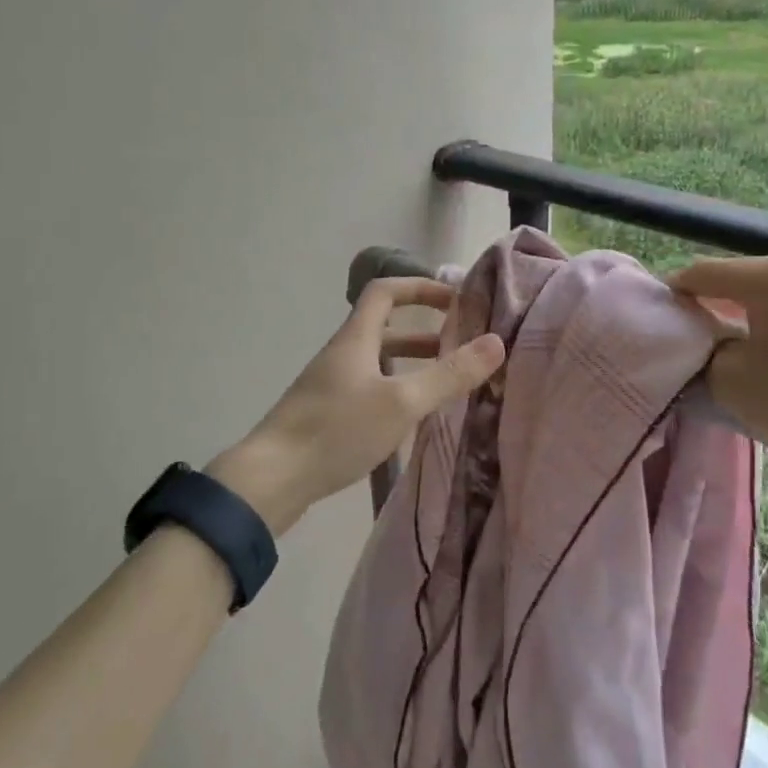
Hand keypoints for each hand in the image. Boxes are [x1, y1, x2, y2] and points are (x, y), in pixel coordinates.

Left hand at [208, 278, 504, 534]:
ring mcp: (330, 386)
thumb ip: (449, 374)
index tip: (455, 300)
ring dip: (411, 364)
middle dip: (424, 332)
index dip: (419, 287)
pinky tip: (412, 420)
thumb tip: (496, 342)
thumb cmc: (337, 430)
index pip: (385, 292)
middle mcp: (341, 355)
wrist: (271, 480)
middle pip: (383, 328)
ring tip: (446, 382)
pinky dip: (395, 392)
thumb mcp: (402, 402)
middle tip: (460, 345)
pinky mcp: (326, 415)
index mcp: (355, 339)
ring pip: (377, 363)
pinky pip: (368, 390)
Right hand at [669, 256, 767, 494]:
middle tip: (705, 338)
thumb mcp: (733, 384)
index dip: (677, 292)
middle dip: (721, 305)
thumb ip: (706, 356)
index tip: (665, 315)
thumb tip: (713, 347)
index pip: (705, 273)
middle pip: (747, 280)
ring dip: (762, 317)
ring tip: (755, 352)